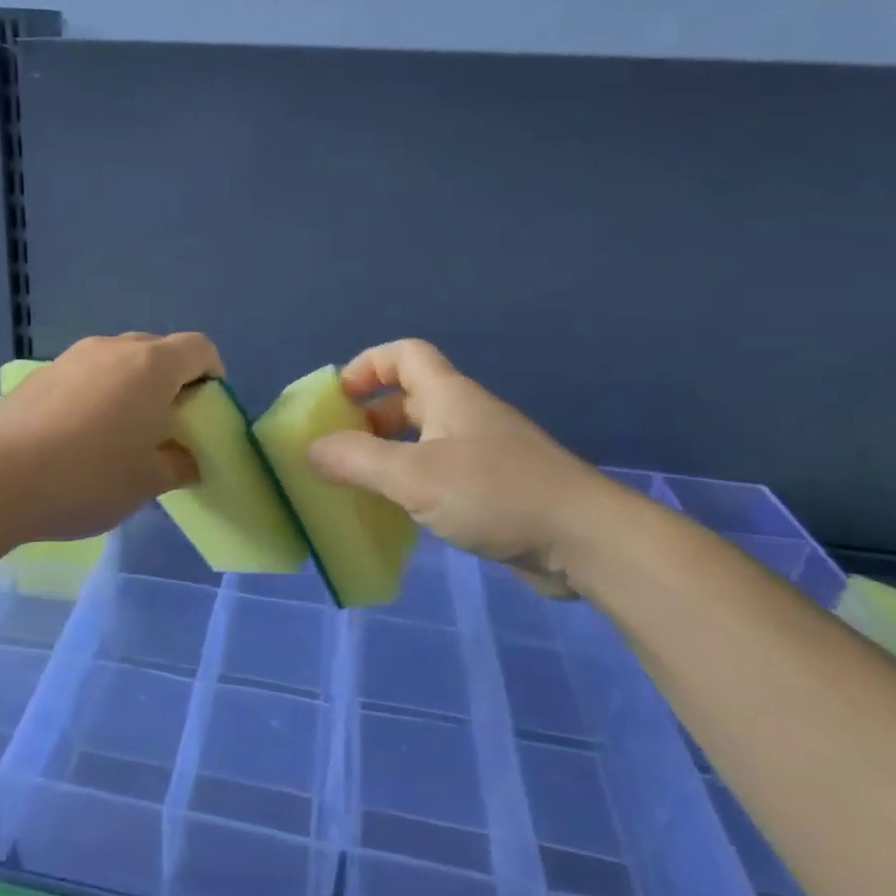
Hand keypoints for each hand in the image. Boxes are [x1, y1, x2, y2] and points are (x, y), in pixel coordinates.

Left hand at [0, 332, 222, 542]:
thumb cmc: (86, 477)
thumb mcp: (146, 482)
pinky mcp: (39, 374)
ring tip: (121, 433)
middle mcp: (113, 348)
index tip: (206, 409)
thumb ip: (178, 464)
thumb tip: (186, 459)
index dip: (212, 374)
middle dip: (172, 380)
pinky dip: (97, 393)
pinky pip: (85, 374)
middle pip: (158, 349)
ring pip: (118, 360)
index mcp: (151, 366)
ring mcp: (71, 357)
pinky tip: (79, 436)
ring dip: (131, 386)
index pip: (199, 348)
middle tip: (166, 424)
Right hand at [305, 339, 622, 595]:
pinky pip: (440, 473)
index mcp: (448, 395)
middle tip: (337, 450)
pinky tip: (398, 513)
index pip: (404, 354)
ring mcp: (483, 453)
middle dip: (368, 418)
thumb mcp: (414, 476)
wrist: (585, 540)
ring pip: (423, 439)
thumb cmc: (495, 494)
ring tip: (358, 484)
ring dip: (388, 454)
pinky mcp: (494, 488)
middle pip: (408, 398)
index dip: (366, 366)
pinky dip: (412, 483)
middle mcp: (465, 415)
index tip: (337, 398)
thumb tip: (310, 450)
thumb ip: (357, 461)